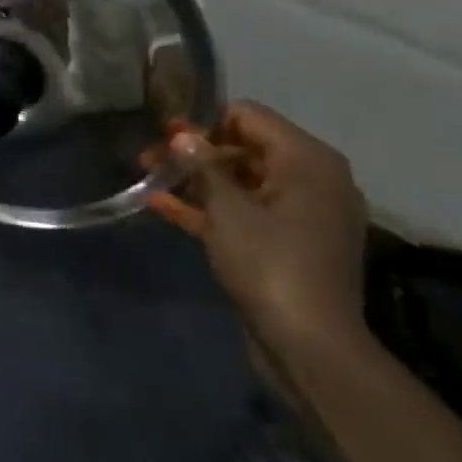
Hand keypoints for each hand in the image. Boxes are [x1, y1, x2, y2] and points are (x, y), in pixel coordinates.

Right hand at [146, 101, 369, 360]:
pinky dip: (211, 209)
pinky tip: (163, 207)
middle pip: (245, 149)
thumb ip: (204, 166)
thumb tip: (183, 134)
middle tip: (149, 159)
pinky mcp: (288, 242)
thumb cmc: (269, 264)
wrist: (308, 344)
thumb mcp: (228, 210)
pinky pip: (246, 212)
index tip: (165, 134)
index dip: (204, 122)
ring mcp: (301, 213)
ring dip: (197, 181)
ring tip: (149, 180)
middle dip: (195, 153)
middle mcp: (312, 179)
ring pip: (242, 182)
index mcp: (308, 161)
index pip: (250, 117)